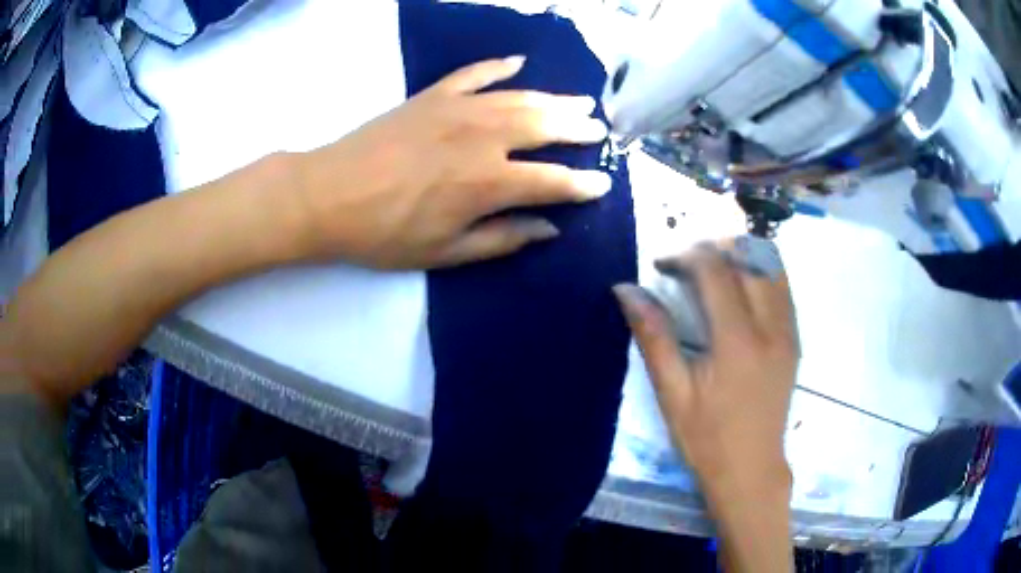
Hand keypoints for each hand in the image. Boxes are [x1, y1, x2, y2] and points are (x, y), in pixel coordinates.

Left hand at [292, 56, 610, 268]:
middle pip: (545, 126)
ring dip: (554, 97)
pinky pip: (475, 74)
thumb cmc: (384, 232)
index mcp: (488, 183)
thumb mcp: (445, 252)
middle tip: (599, 129)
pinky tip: (518, 62)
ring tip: (580, 99)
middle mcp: (483, 138)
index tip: (603, 184)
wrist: (328, 194)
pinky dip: (499, 66)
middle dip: (578, 129)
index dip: (582, 184)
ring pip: (520, 97)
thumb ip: (501, 239)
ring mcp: (458, 109)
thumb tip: (548, 228)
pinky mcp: (433, 95)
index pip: (553, 181)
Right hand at [614, 243, 797, 493]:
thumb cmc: (707, 440)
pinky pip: (782, 285)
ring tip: (711, 269)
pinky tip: (739, 286)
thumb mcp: (672, 394)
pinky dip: (759, 270)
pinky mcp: (795, 338)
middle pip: (747, 257)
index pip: (715, 270)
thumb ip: (654, 337)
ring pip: (770, 265)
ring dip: (739, 255)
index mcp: (738, 341)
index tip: (662, 264)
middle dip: (712, 248)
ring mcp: (788, 331)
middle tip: (684, 264)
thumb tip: (626, 289)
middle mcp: (771, 326)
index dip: (685, 255)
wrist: (752, 470)